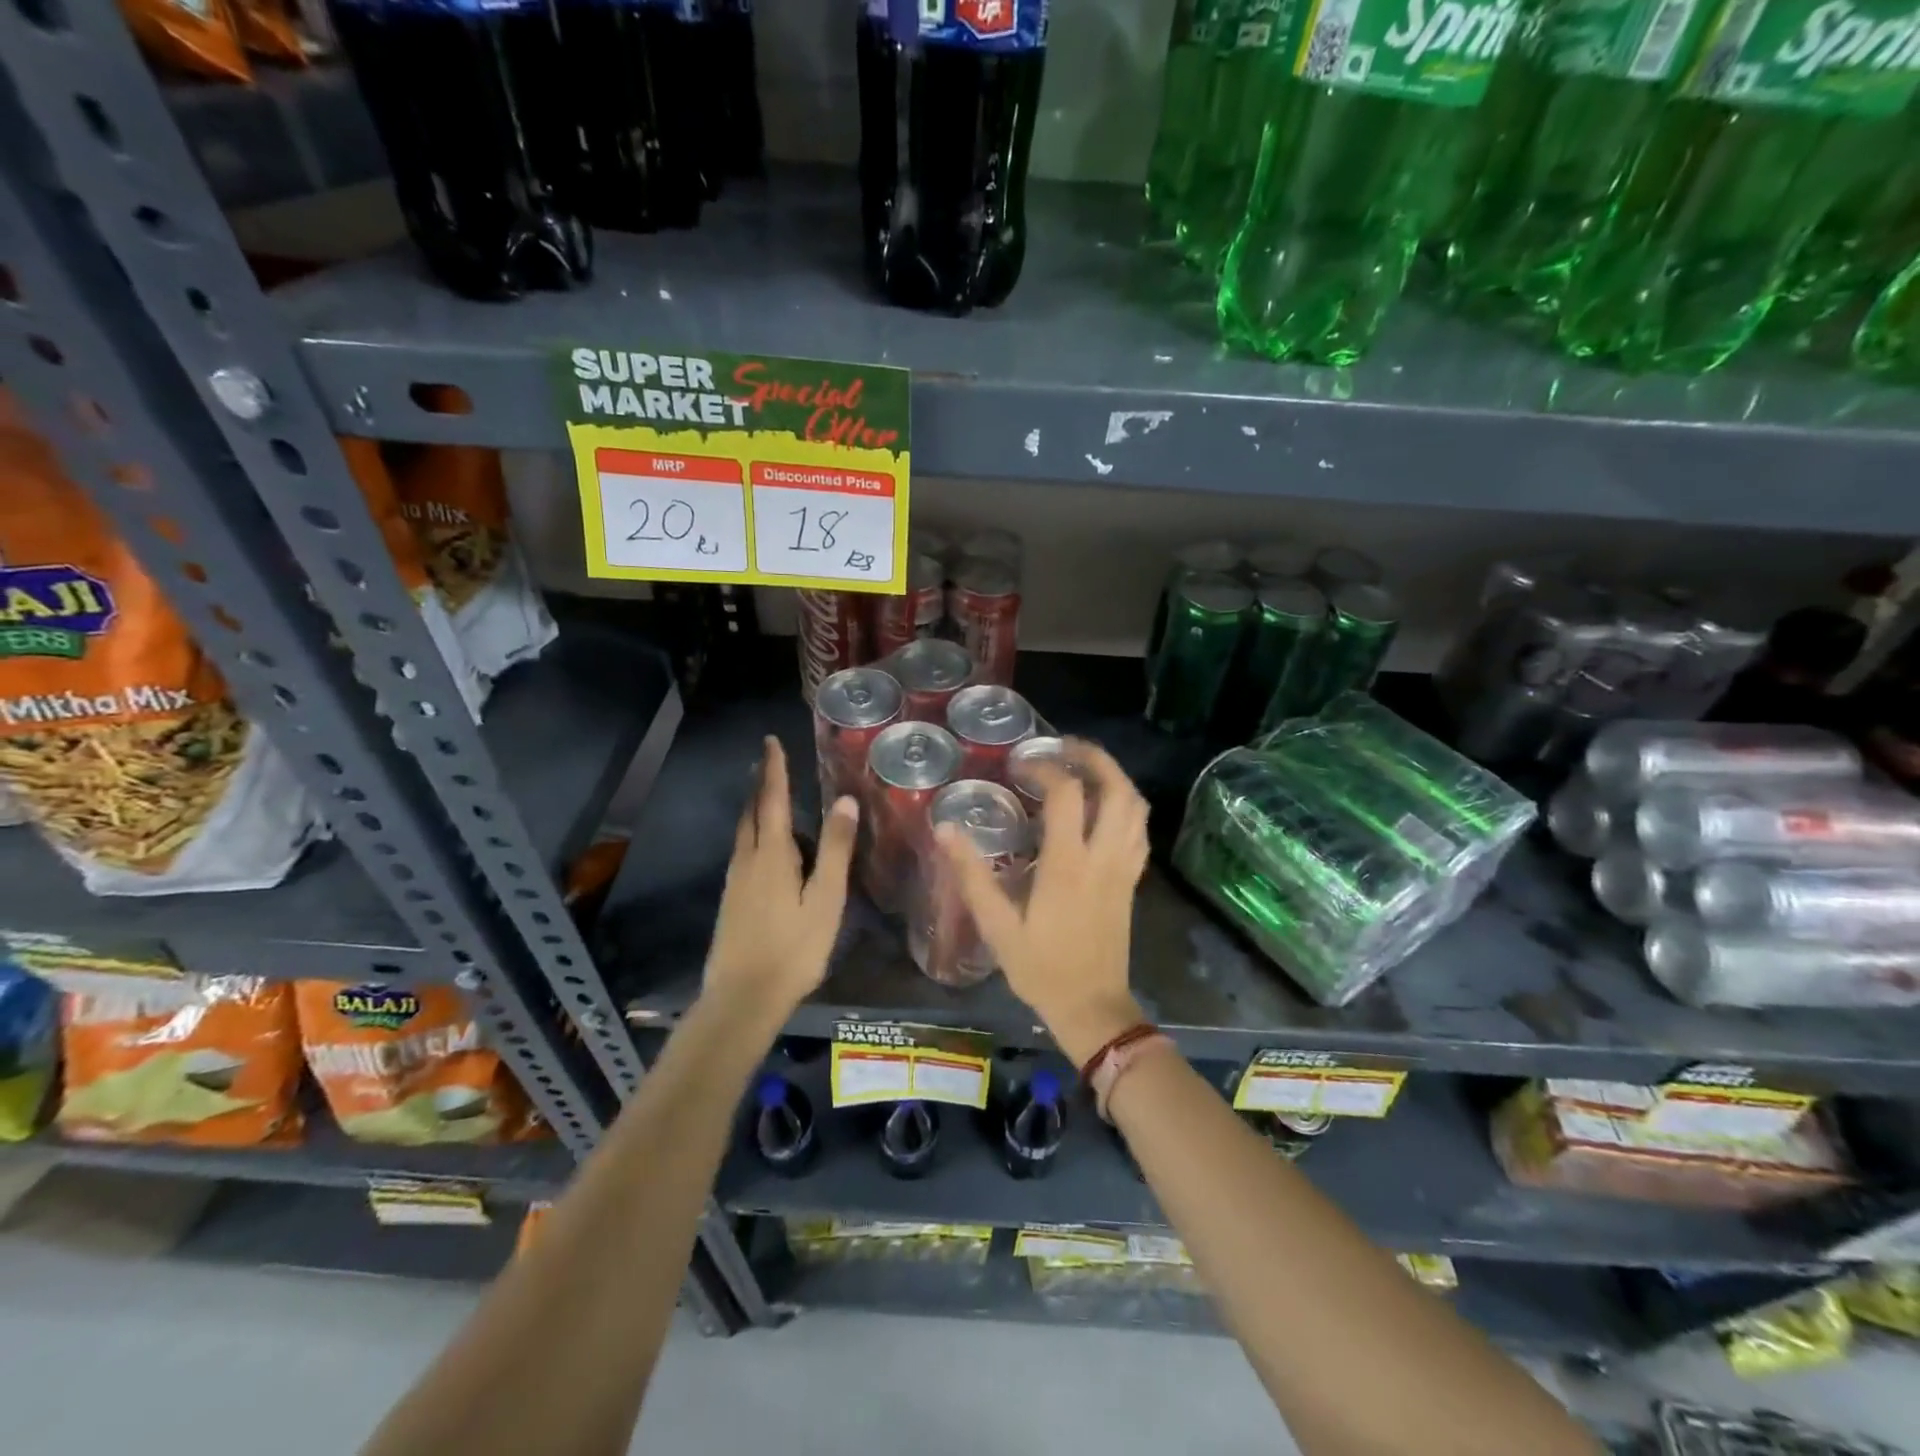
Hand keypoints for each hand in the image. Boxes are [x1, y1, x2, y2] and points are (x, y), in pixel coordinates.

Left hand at [703, 737, 858, 1016]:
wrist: (742, 998)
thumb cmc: (793, 948)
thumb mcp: (825, 899)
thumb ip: (835, 849)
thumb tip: (844, 800)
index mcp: (772, 854)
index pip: (773, 799)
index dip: (775, 769)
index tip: (770, 741)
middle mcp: (748, 860)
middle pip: (753, 812)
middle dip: (762, 784)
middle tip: (769, 761)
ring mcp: (736, 881)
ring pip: (744, 832)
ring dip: (756, 807)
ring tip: (768, 795)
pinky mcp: (732, 900)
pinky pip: (744, 851)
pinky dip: (754, 833)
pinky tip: (764, 846)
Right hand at [938, 740, 1149, 1063]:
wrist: (1092, 1008)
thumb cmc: (1041, 969)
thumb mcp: (997, 926)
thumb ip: (971, 876)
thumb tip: (945, 829)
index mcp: (1068, 865)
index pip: (1066, 794)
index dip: (1044, 767)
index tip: (1020, 765)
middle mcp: (1103, 857)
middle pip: (1116, 788)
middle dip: (1093, 757)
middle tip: (1064, 746)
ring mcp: (1123, 867)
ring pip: (1135, 806)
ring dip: (1114, 776)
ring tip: (1083, 767)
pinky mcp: (1132, 880)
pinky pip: (1139, 829)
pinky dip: (1126, 805)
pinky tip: (1104, 807)